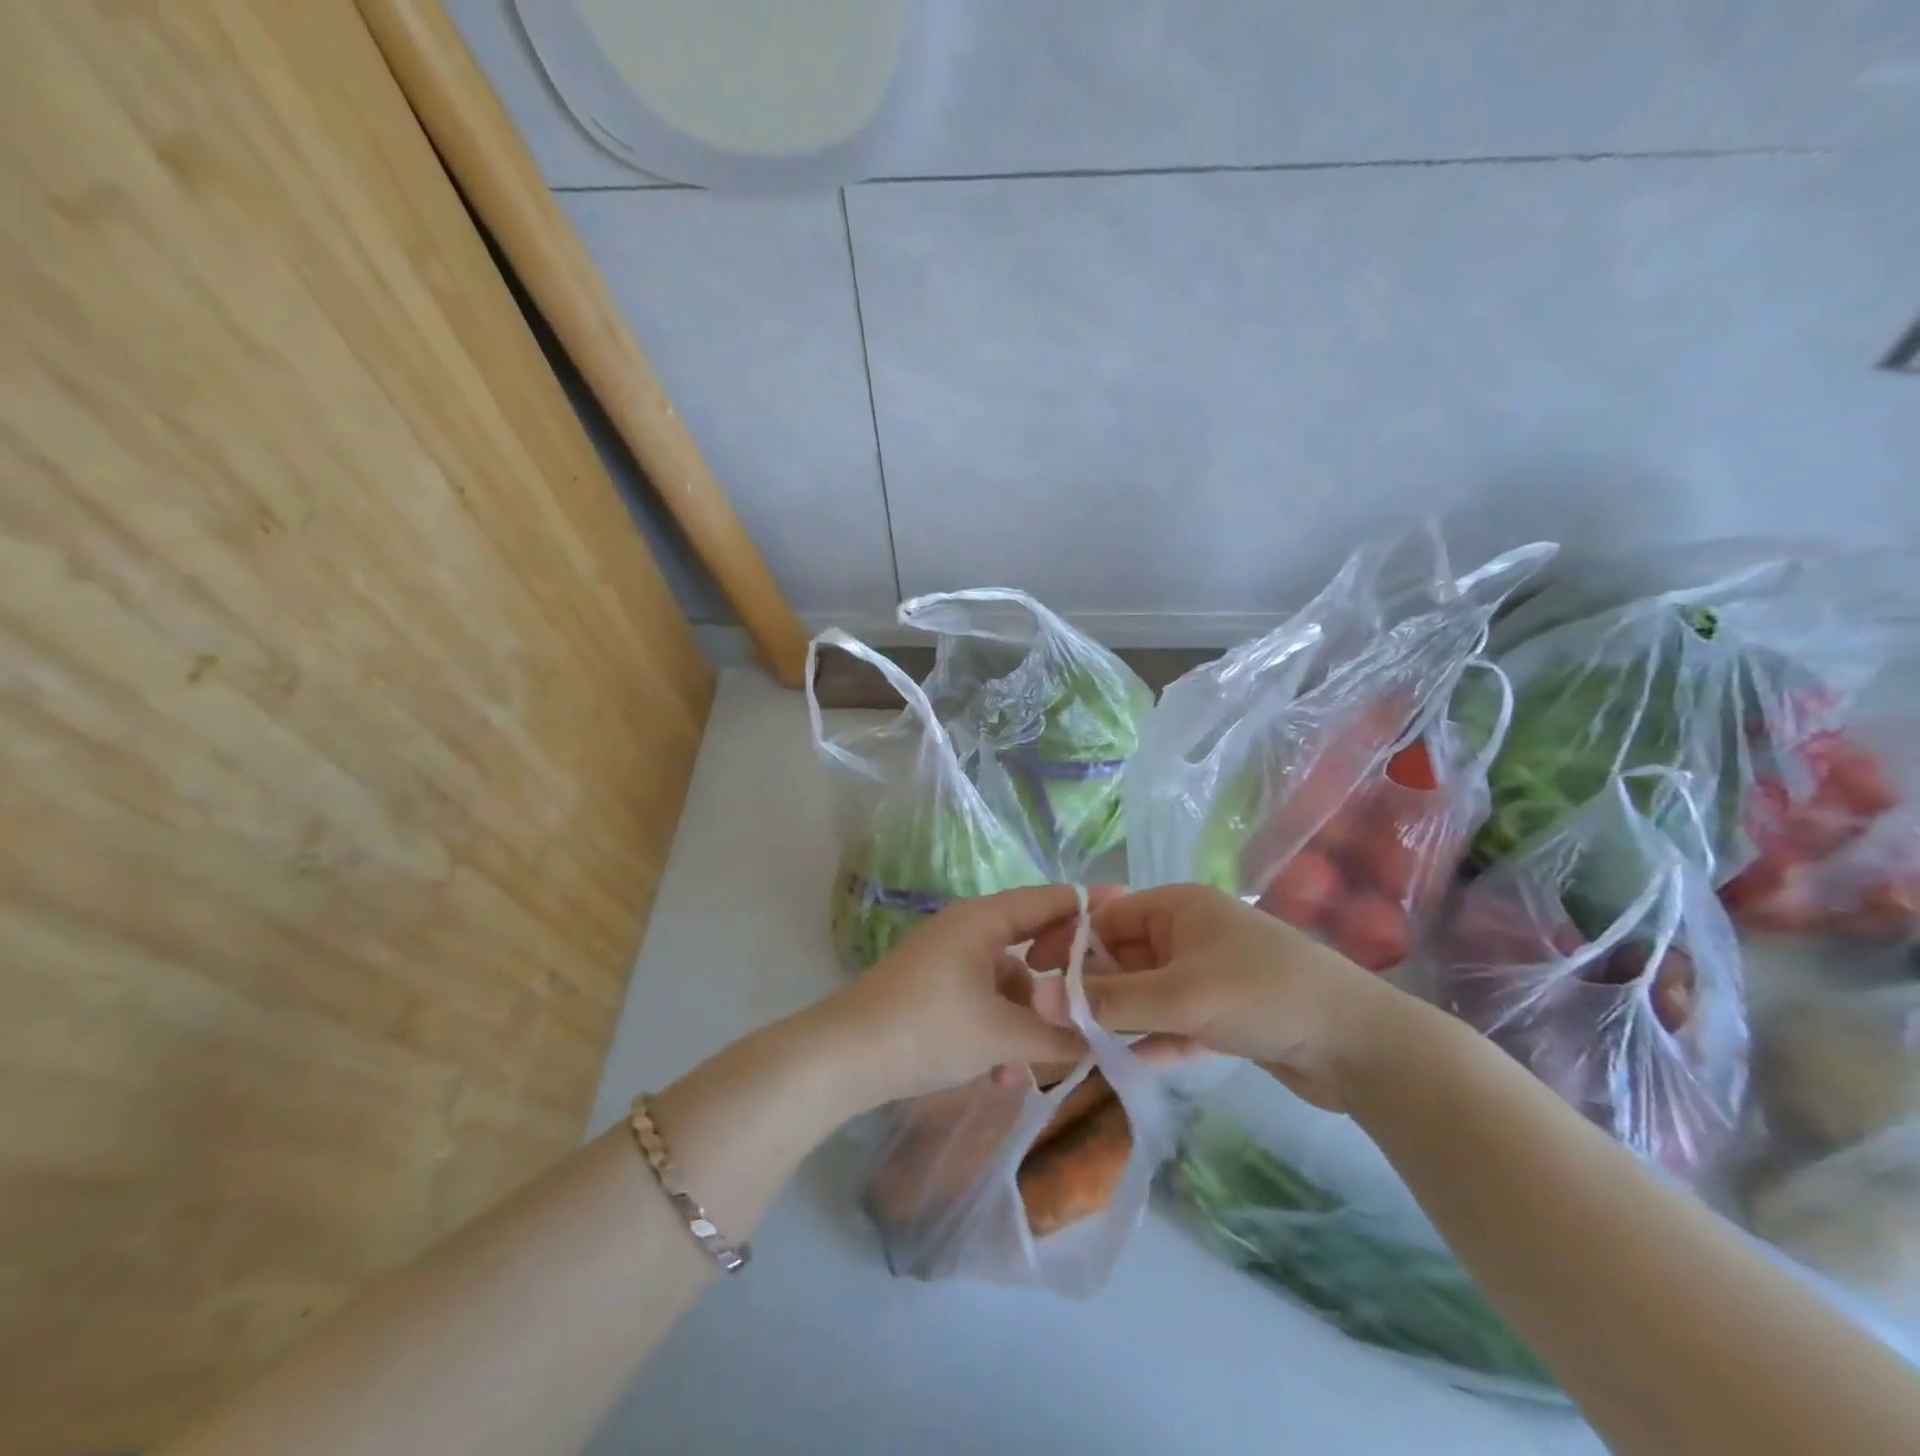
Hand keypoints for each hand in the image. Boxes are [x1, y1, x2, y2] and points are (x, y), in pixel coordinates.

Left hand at [824, 885, 1090, 1110]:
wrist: (843, 1060)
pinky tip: (1000, 1076)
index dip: (1089, 905)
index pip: (1048, 900)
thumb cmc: (928, 1029)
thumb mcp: (1001, 1034)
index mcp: (983, 921)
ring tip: (1033, 1066)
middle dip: (1059, 985)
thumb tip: (1101, 1038)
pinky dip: (998, 1034)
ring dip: (1025, 1023)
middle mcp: (967, 932)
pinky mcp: (934, 994)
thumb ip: (1057, 1034)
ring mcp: (947, 963)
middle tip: (1096, 1009)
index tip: (1130, 907)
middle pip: (1031, 946)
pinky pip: (982, 1005)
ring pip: (1008, 985)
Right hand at [1033, 883, 1397, 1110]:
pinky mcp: (1226, 1015)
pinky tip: (1125, 1063)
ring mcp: (1209, 975)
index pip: (1106, 918)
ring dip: (1119, 1017)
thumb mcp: (1179, 995)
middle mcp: (1190, 934)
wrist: (1360, 1044)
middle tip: (1050, 1022)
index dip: (1067, 945)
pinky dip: (1153, 1039)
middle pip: (1124, 957)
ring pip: (1148, 993)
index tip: (1031, 978)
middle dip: (1090, 988)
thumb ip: (1108, 1000)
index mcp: (1178, 908)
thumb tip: (1036, 999)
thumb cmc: (1261, 995)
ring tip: (1076, 1046)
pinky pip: (1175, 1022)